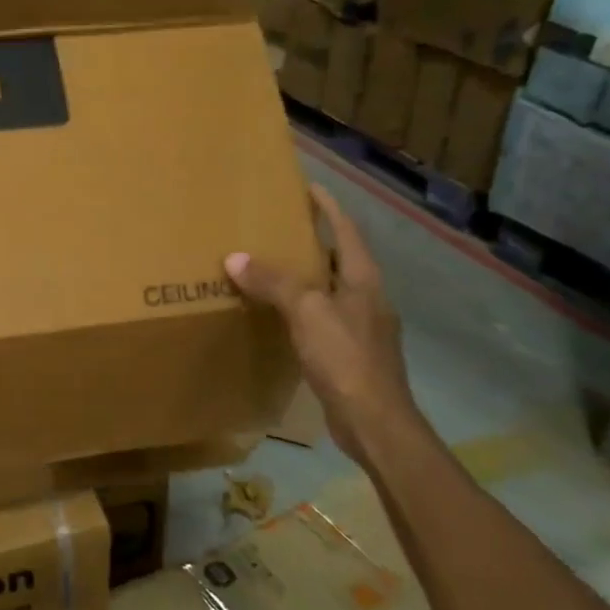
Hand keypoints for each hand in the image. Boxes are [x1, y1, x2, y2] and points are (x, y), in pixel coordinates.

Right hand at [224, 184, 424, 469]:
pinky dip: (300, 308)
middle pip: (338, 259)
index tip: (308, 187)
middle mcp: (367, 298)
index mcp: (363, 281)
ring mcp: (361, 327)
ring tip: (270, 267)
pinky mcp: (350, 353)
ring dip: (304, 276)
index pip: (346, 232)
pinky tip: (279, 315)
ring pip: (329, 290)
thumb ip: (274, 283)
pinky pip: (321, 317)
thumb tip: (235, 258)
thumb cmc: (346, 358)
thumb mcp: (306, 313)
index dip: (328, 208)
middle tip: (276, 228)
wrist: (374, 422)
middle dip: (311, 241)